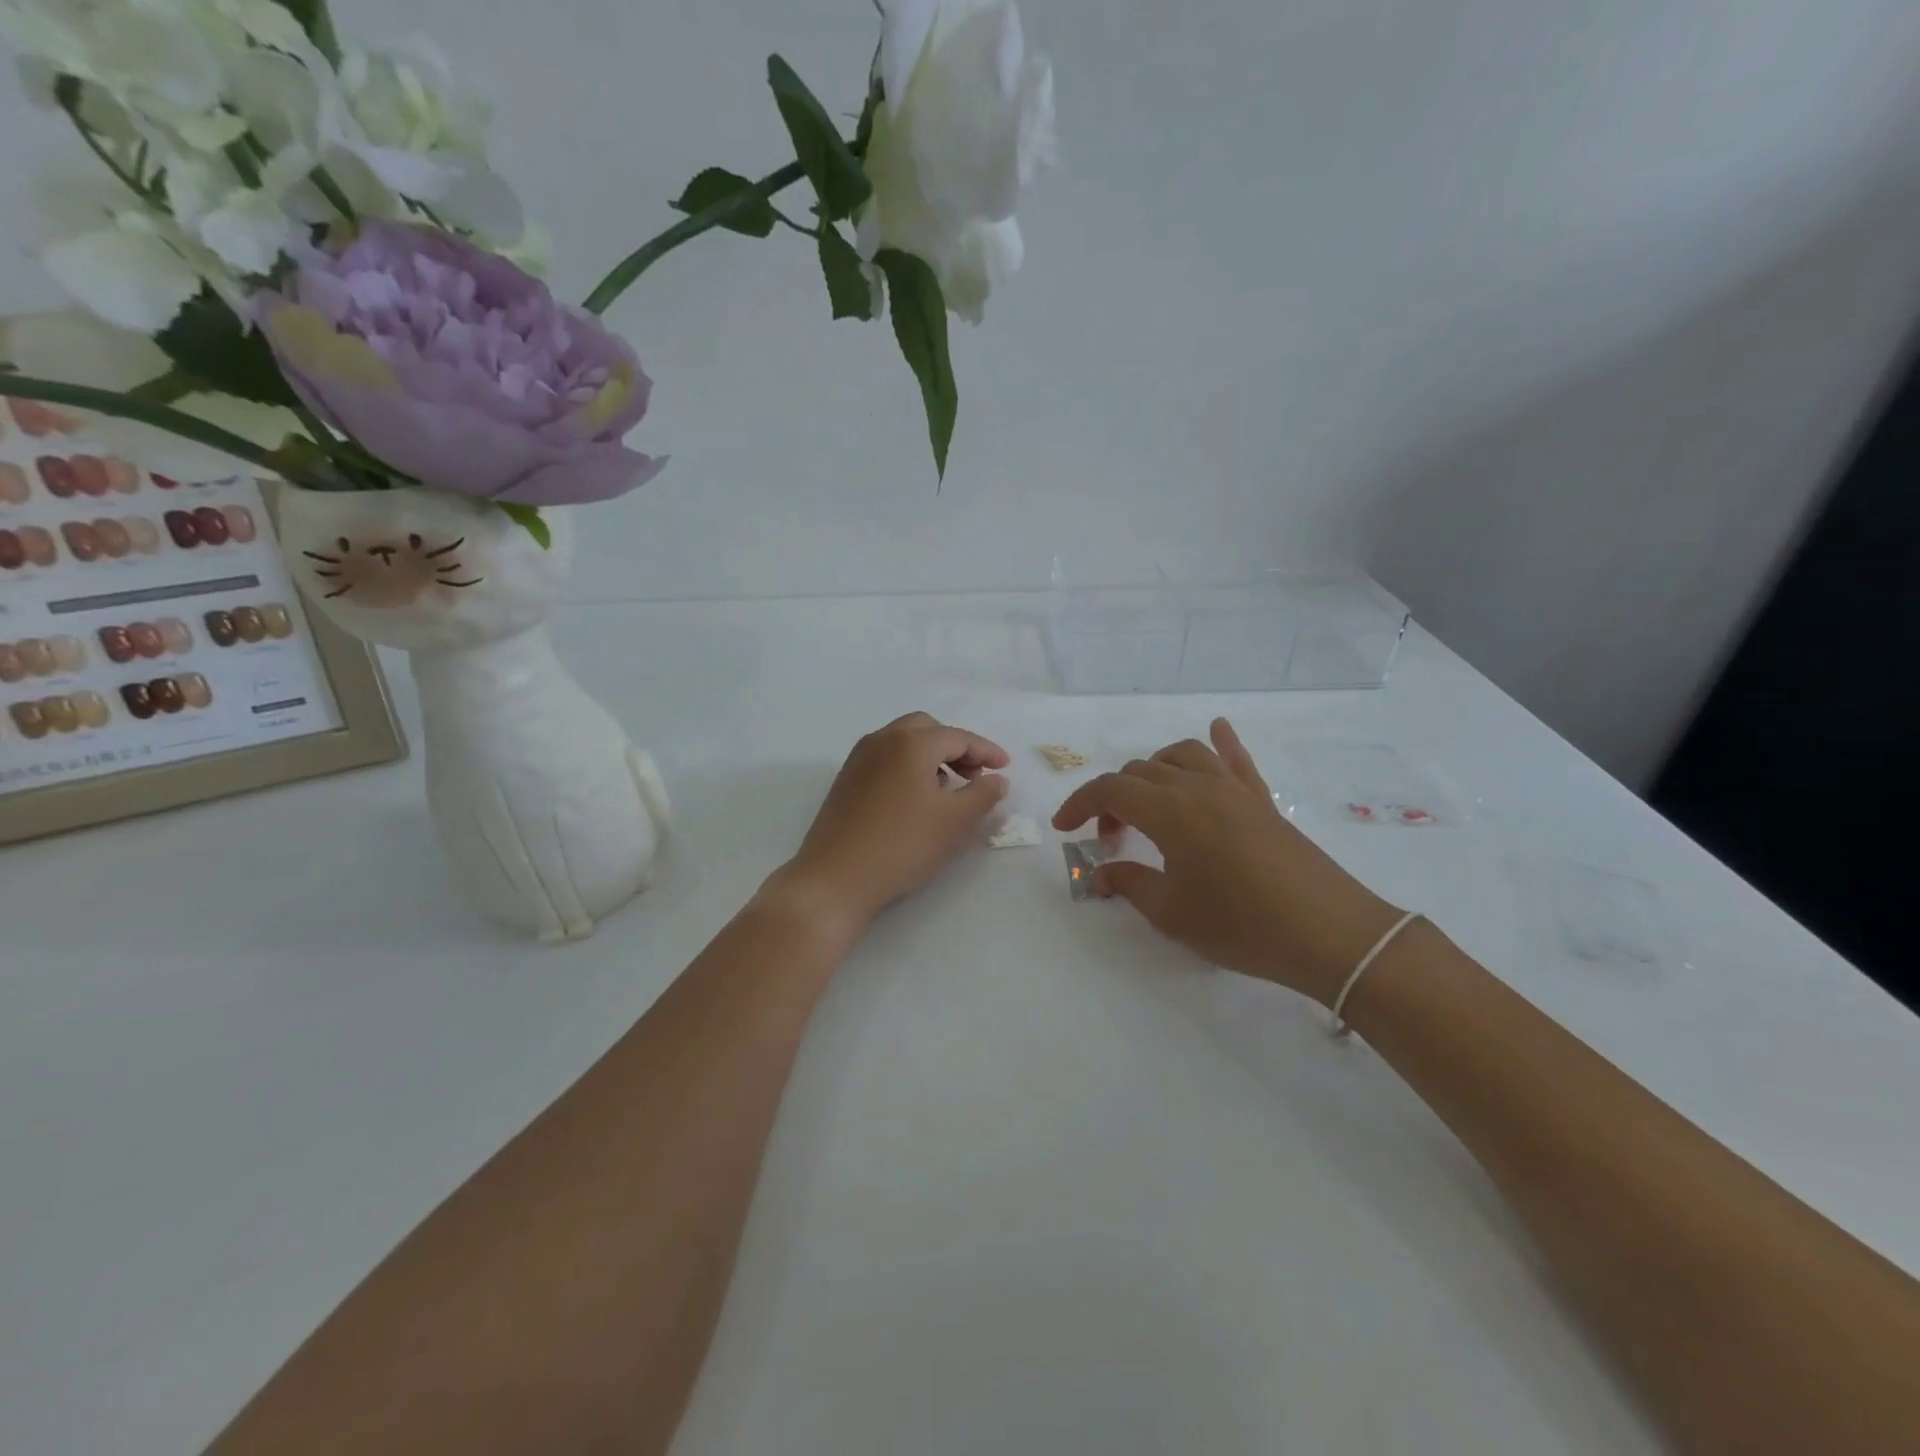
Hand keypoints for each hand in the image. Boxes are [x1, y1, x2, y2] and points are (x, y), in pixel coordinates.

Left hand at [772, 711, 1010, 937]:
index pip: (957, 737)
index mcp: (911, 743)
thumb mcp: (954, 822)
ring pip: (903, 741)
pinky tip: (917, 797)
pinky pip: (886, 758)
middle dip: (956, 746)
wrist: (835, 878)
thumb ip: (983, 795)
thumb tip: (997, 779)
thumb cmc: (902, 845)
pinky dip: (909, 765)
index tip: (1005, 767)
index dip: (986, 750)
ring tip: (950, 786)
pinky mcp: (846, 779)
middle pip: (927, 729)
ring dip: (932, 755)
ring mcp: (859, 759)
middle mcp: (882, 740)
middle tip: (976, 774)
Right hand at [1052, 718, 1403, 1004]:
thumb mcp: (1171, 913)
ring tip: (1148, 801)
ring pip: (1182, 755)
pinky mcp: (1262, 801)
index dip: (1079, 804)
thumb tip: (1100, 876)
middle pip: (1141, 772)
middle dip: (1113, 798)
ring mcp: (1234, 789)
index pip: (1110, 789)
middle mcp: (1198, 787)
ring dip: (1153, 770)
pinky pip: (1236, 759)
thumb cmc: (1241, 925)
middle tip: (1109, 838)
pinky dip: (1221, 741)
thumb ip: (1129, 885)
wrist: (1328, 934)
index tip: (1064, 828)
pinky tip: (1218, 728)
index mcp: (1170, 810)